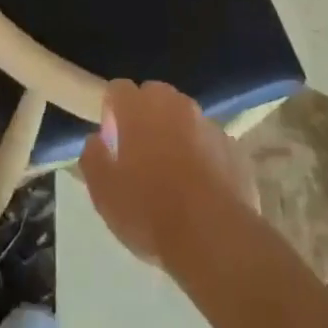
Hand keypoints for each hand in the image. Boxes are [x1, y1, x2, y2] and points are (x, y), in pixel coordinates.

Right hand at [78, 81, 258, 273]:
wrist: (214, 237)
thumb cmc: (149, 211)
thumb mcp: (104, 193)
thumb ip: (93, 158)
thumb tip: (96, 141)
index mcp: (140, 109)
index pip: (118, 89)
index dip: (112, 111)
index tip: (112, 141)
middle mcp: (175, 105)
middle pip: (154, 96)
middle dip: (145, 117)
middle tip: (140, 156)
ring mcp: (209, 124)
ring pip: (185, 119)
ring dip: (176, 135)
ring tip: (173, 176)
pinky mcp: (234, 147)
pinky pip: (210, 143)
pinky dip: (203, 156)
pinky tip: (201, 190)